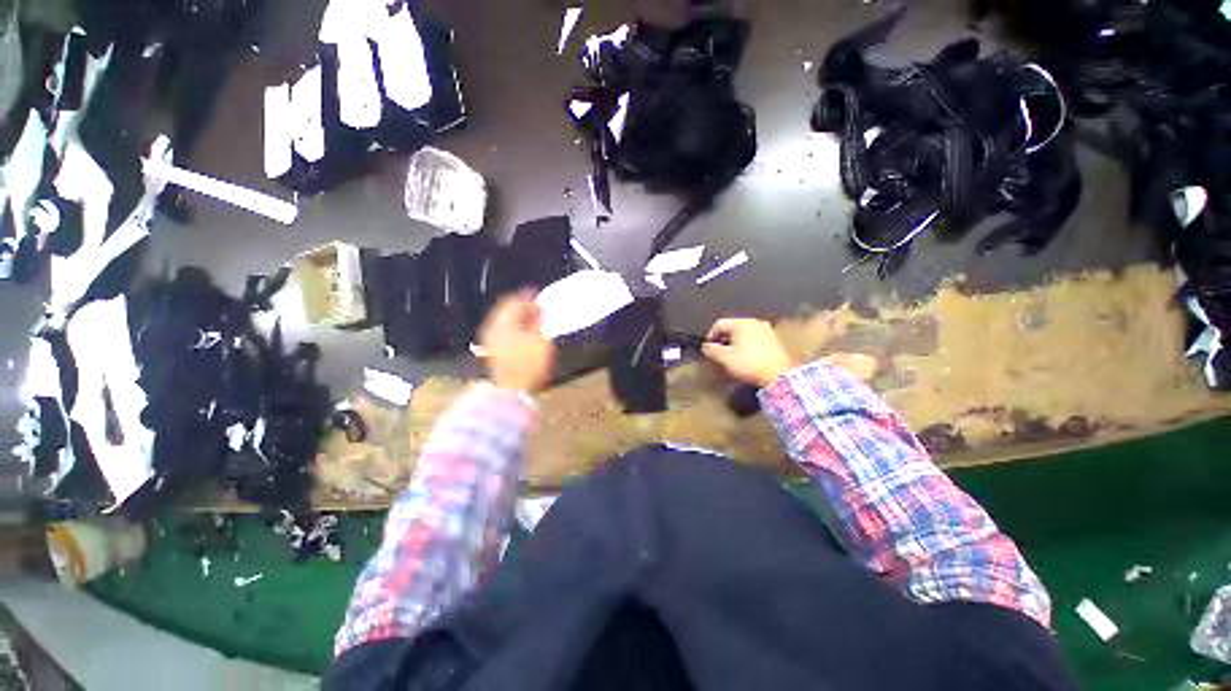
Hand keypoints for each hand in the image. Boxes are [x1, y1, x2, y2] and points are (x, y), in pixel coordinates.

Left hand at [479, 291, 555, 392]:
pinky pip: (502, 330)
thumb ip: (540, 320)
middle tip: (537, 308)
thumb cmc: (529, 363)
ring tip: (532, 321)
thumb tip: (539, 309)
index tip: (539, 297)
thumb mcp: (541, 340)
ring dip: (517, 318)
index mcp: (503, 322)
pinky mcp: (491, 349)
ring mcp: (489, 338)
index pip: (514, 301)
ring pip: (503, 320)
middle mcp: (492, 326)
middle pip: (506, 309)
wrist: (511, 389)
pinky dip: (513, 327)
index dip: (528, 297)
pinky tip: (523, 334)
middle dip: (522, 307)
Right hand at [702, 318, 793, 387]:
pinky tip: (745, 356)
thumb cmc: (749, 364)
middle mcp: (754, 322)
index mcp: (741, 323)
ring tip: (731, 356)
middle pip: (732, 327)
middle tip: (718, 353)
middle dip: (723, 339)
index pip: (719, 324)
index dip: (710, 336)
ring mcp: (766, 330)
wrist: (779, 375)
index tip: (708, 348)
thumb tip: (705, 346)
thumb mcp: (725, 358)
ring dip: (734, 342)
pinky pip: (754, 338)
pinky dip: (746, 344)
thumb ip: (712, 350)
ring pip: (743, 333)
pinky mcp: (773, 339)